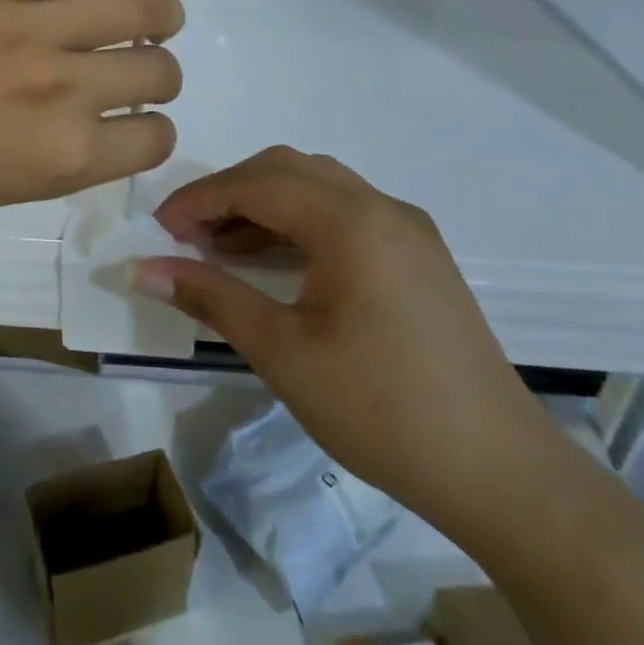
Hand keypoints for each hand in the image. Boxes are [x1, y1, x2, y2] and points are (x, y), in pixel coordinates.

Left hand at [0, 0, 201, 239]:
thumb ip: (59, 153)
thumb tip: (101, 117)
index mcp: (63, 159)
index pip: (153, 138)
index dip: (147, 126)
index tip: (126, 115)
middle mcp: (62, 91)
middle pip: (157, 68)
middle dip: (156, 68)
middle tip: (132, 58)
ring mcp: (28, 24)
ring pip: (141, 7)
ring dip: (158, 13)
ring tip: (146, 8)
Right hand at [134, 148, 559, 537]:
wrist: (501, 474)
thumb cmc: (381, 410)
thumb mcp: (282, 352)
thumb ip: (210, 297)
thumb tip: (142, 269)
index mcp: (351, 223)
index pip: (256, 184)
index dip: (200, 198)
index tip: (159, 228)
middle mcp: (382, 208)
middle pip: (287, 170)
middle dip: (229, 192)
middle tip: (187, 233)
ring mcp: (407, 230)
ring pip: (317, 187)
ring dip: (263, 205)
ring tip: (219, 247)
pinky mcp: (419, 256)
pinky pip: (344, 213)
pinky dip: (298, 223)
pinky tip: (274, 262)